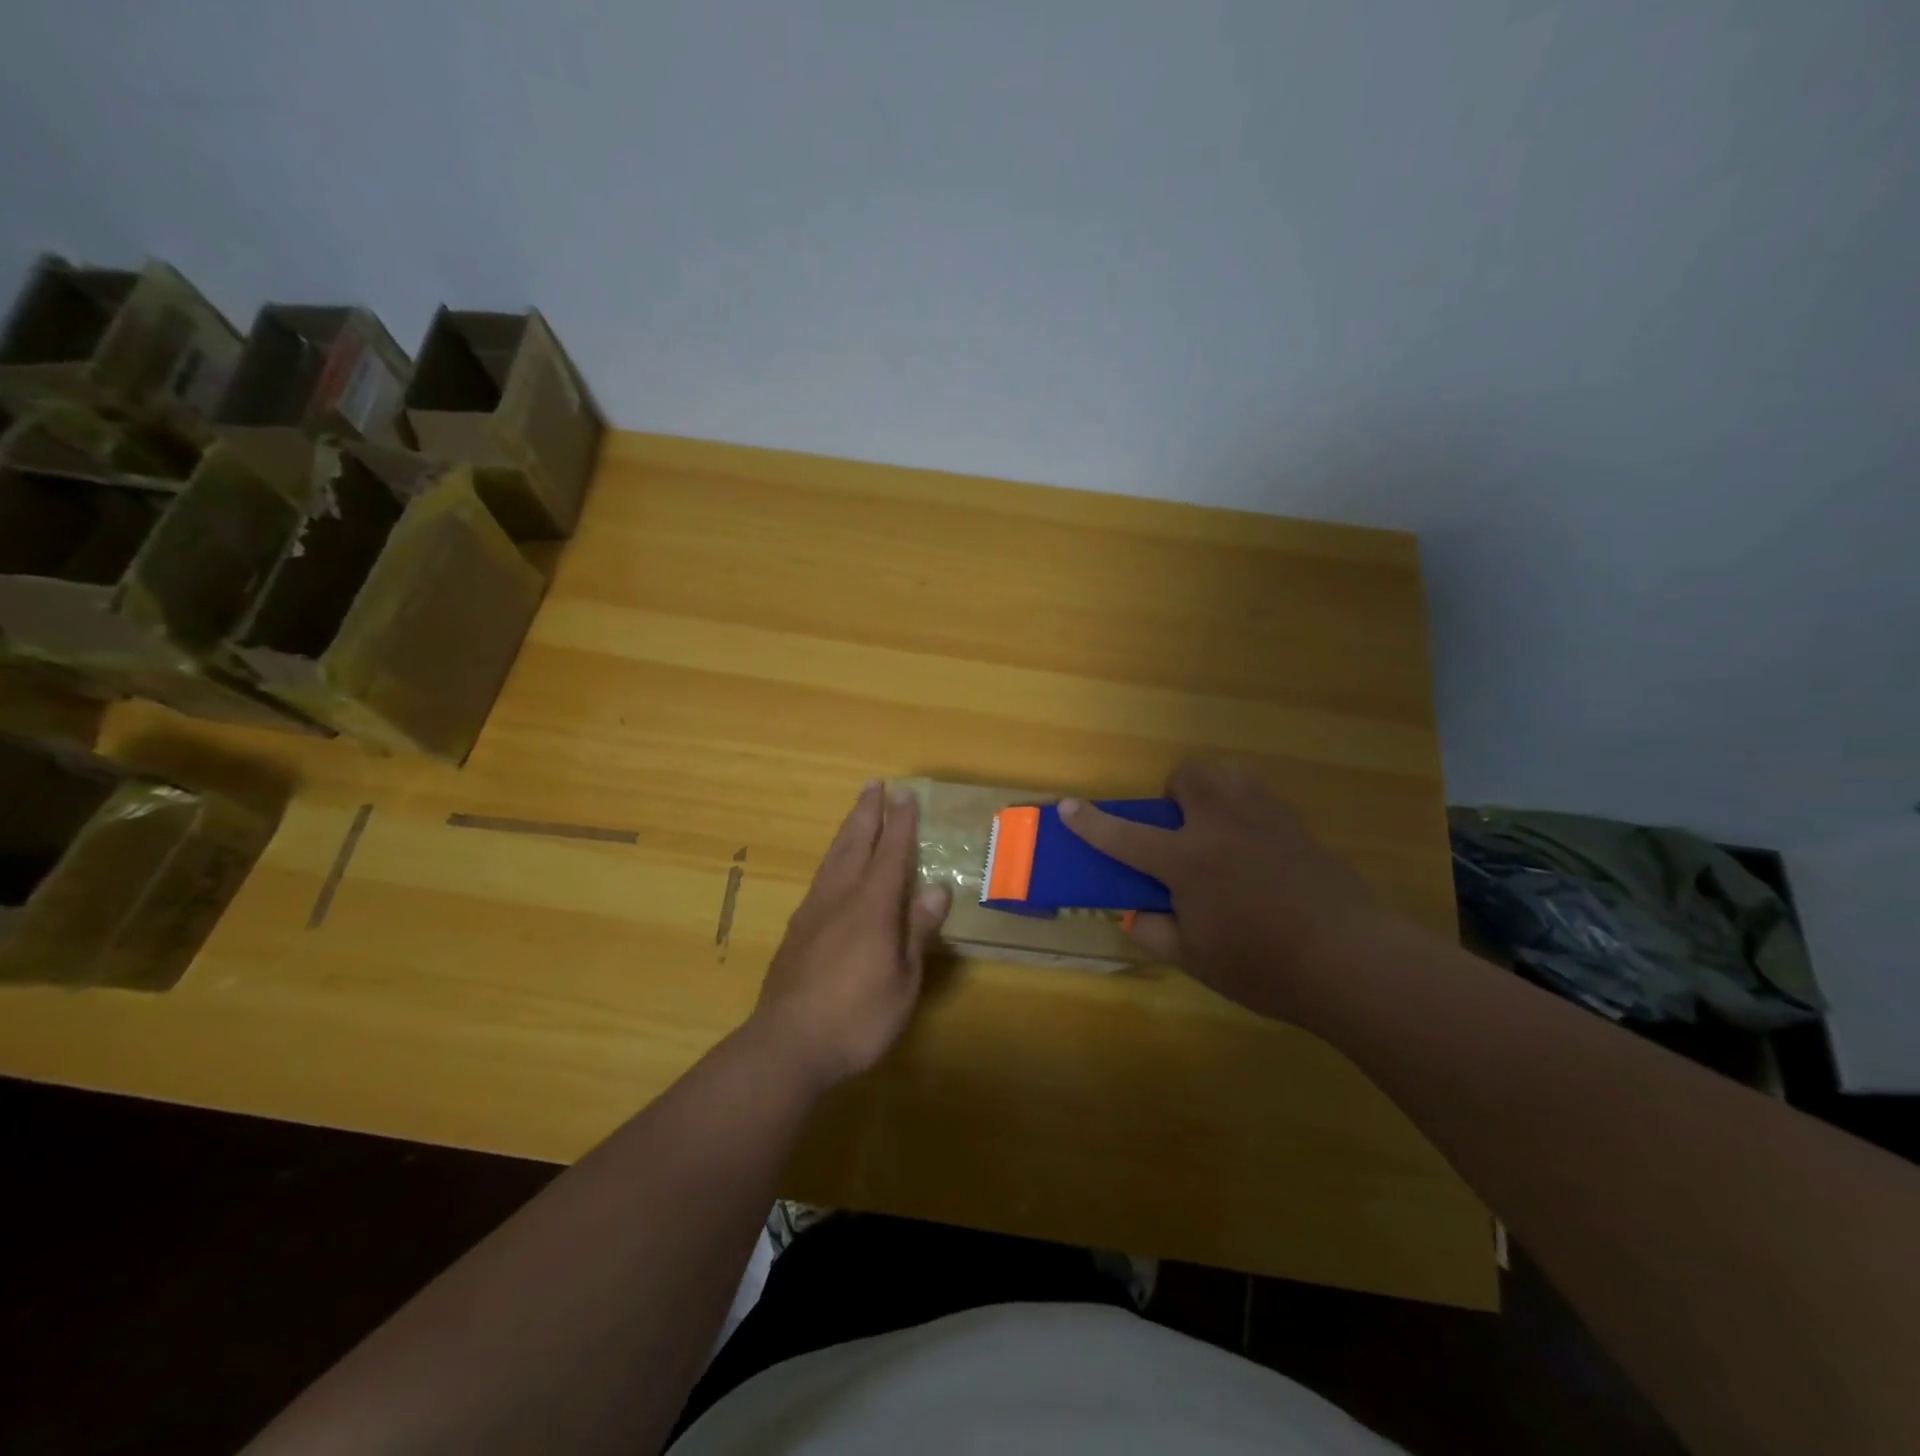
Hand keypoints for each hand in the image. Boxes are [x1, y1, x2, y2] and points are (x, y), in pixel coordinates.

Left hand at [749, 782, 950, 1091]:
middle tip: (874, 785)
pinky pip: (820, 879)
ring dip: (847, 831)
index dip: (900, 823)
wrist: (787, 1046)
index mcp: (871, 906)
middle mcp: (840, 898)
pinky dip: (833, 860)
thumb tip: (937, 887)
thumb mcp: (903, 980)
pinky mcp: (796, 931)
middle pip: (855, 844)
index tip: (906, 795)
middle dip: (867, 813)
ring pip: (833, 858)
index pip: (891, 853)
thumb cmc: (858, 1018)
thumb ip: (917, 931)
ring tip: (856, 813)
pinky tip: (833, 869)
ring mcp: (812, 913)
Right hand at [1059, 760, 1409, 1021]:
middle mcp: (1222, 825)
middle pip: (1188, 776)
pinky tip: (1258, 852)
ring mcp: (1265, 819)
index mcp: (1187, 860)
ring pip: (1229, 774)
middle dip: (1174, 794)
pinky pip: (1261, 798)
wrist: (1355, 960)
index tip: (1067, 806)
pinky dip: (1246, 811)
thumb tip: (1138, 914)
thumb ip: (1157, 932)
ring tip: (1219, 832)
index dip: (1091, 823)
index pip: (1125, 836)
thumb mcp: (1198, 960)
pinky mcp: (1299, 826)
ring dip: (1212, 792)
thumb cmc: (1265, 966)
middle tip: (1181, 832)